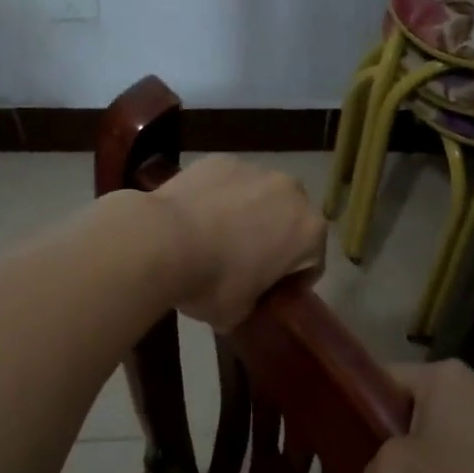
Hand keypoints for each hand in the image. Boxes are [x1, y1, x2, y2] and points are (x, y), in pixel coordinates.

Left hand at [149, 156, 324, 329]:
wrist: (162, 240)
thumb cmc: (212, 282)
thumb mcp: (238, 313)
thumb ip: (253, 304)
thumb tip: (242, 302)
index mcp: (309, 231)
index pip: (311, 262)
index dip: (291, 281)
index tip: (268, 292)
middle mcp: (292, 192)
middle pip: (290, 220)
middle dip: (274, 238)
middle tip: (243, 263)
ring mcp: (256, 170)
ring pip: (260, 196)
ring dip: (248, 213)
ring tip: (214, 236)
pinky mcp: (222, 160)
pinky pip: (229, 182)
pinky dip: (219, 196)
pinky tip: (195, 216)